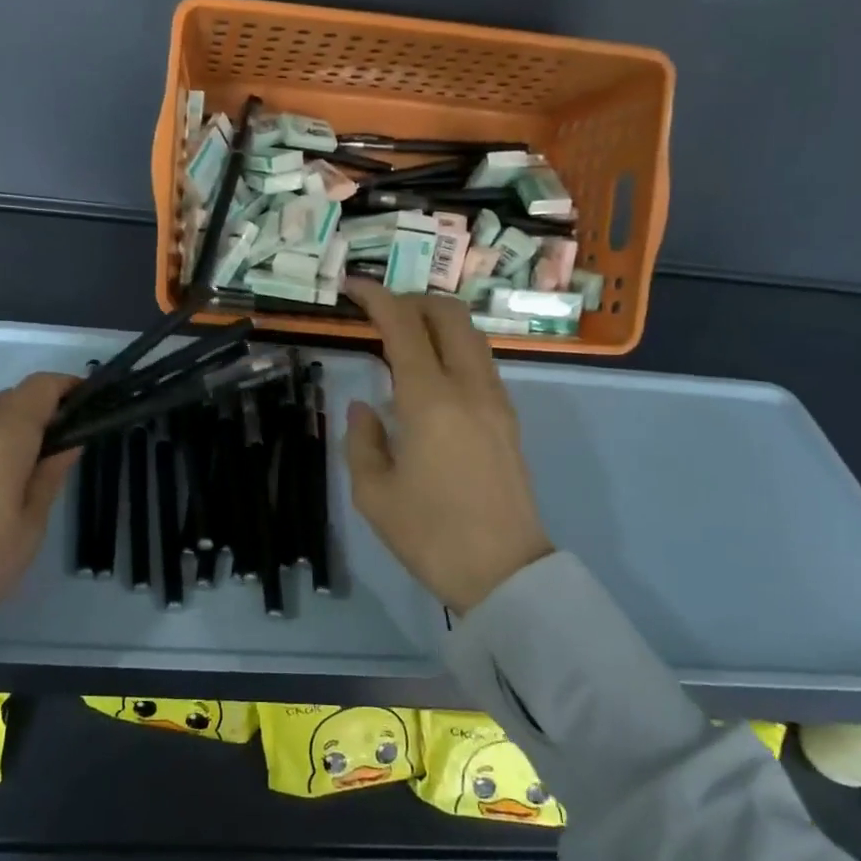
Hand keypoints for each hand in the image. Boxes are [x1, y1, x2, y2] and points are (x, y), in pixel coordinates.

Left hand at [0, 372, 80, 663]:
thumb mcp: (28, 528)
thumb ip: (49, 477)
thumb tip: (67, 443)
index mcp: (0, 437)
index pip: (39, 387)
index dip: (68, 387)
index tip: (90, 408)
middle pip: (11, 398)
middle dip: (43, 410)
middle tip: (65, 448)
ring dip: (15, 430)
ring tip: (32, 473)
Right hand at [344, 280, 553, 610]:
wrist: (504, 573)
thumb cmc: (429, 534)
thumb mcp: (373, 493)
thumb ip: (362, 439)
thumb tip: (364, 407)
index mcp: (430, 400)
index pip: (404, 326)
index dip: (377, 298)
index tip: (352, 288)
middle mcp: (469, 388)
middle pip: (450, 315)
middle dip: (414, 299)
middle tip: (381, 310)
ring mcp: (496, 402)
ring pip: (471, 336)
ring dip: (438, 323)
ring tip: (404, 338)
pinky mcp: (508, 421)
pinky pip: (480, 364)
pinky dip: (453, 350)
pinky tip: (431, 376)